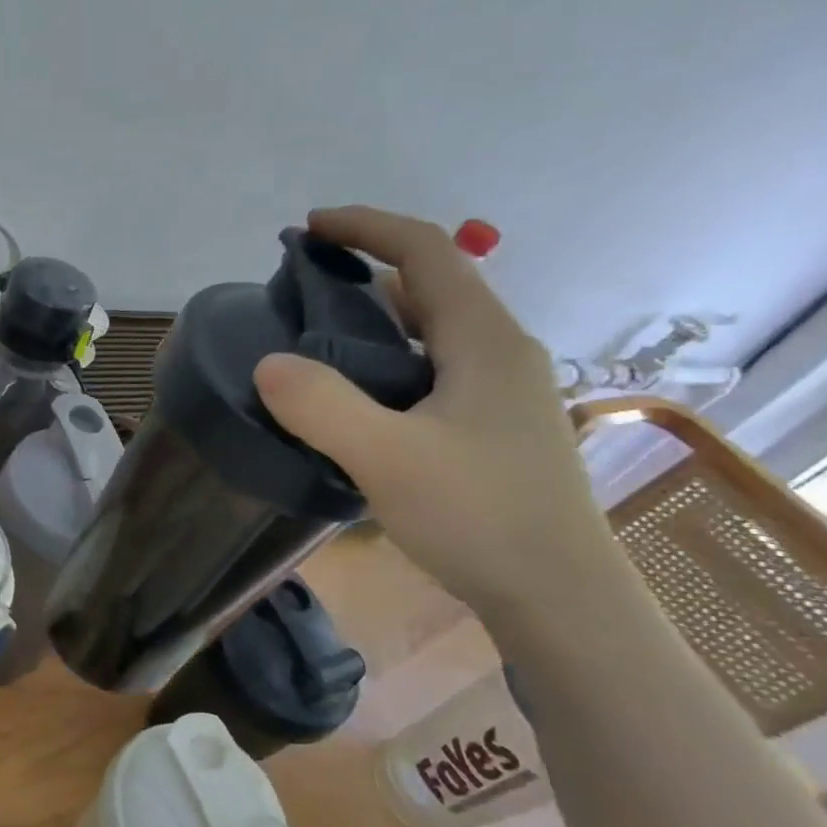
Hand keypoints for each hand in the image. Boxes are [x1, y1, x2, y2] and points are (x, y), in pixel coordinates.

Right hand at [253, 205, 622, 615]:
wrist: (559, 600)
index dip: (367, 227)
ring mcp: (499, 393)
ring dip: (372, 320)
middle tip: (298, 290)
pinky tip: (353, 398)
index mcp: (484, 340)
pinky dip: (385, 361)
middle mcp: (498, 353)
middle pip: (429, 287)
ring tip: (313, 340)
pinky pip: (429, 369)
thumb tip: (267, 364)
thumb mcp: (386, 458)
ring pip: (429, 332)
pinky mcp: (490, 428)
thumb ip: (321, 405)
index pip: (426, 252)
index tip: (308, 228)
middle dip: (363, 271)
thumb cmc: (479, 517)